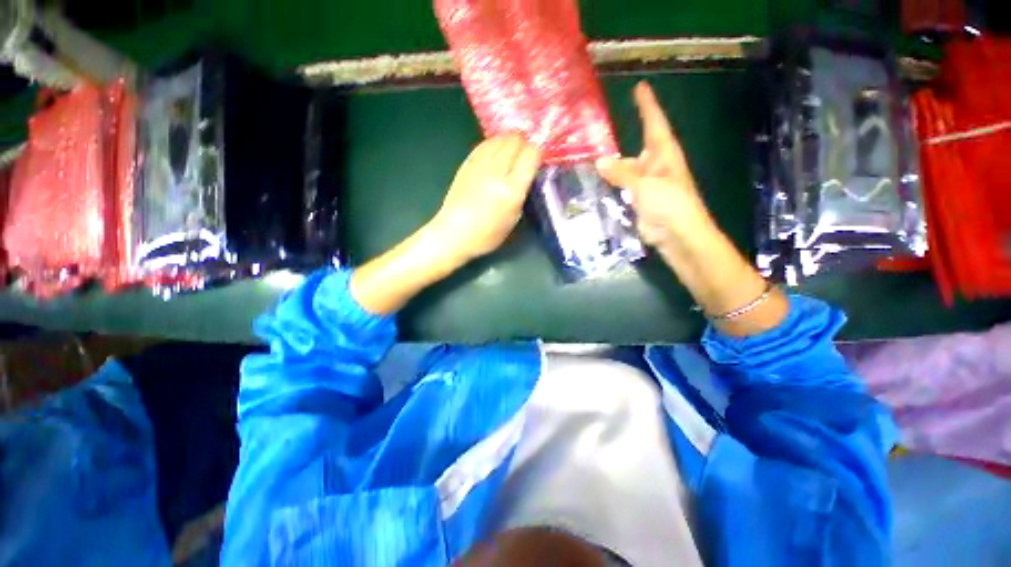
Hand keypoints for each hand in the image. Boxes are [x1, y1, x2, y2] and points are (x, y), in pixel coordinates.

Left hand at [430, 134, 541, 262]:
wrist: (454, 233)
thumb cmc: (487, 234)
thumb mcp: (514, 218)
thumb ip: (522, 193)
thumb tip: (527, 175)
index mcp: (511, 189)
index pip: (530, 155)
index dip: (537, 153)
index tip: (536, 160)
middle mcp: (497, 172)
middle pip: (515, 141)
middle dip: (524, 144)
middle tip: (525, 155)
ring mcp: (479, 165)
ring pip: (499, 139)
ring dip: (509, 141)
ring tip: (511, 151)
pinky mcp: (466, 163)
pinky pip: (484, 144)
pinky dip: (494, 144)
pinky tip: (495, 150)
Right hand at [596, 82, 713, 247]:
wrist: (678, 236)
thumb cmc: (669, 204)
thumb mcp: (645, 184)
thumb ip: (622, 173)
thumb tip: (599, 161)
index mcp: (664, 154)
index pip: (655, 123)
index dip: (647, 106)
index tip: (639, 87)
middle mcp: (655, 166)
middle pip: (635, 151)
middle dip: (618, 145)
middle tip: (594, 138)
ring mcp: (647, 186)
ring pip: (625, 172)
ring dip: (611, 170)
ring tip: (588, 163)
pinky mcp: (639, 202)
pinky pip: (622, 190)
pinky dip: (611, 187)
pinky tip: (596, 186)